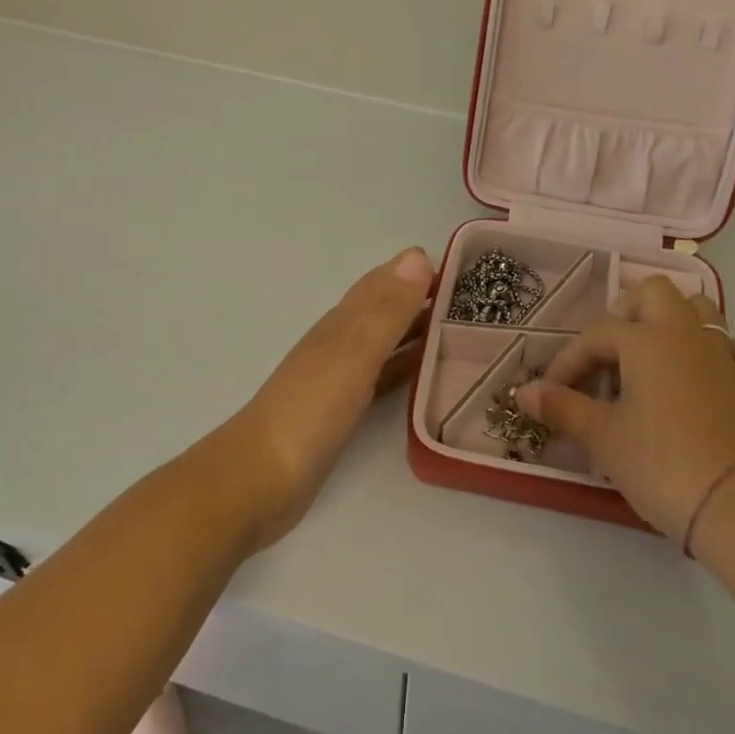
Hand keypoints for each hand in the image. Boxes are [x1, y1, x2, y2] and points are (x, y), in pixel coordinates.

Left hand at [227, 247, 433, 549]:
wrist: (261, 478)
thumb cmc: (310, 411)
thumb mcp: (354, 354)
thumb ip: (386, 311)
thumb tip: (417, 255)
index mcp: (342, 323)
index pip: (382, 284)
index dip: (416, 270)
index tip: (462, 263)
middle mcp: (341, 343)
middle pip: (385, 311)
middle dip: (421, 298)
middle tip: (473, 298)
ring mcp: (340, 378)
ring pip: (386, 342)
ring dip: (416, 331)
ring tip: (461, 329)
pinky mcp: (344, 410)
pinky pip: (384, 376)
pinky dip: (406, 366)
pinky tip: (427, 372)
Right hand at [518, 276, 734, 544]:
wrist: (733, 505)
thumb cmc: (658, 463)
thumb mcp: (601, 436)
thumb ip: (561, 407)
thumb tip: (522, 391)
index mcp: (647, 339)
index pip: (596, 335)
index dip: (568, 361)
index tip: (550, 392)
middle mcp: (686, 335)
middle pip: (654, 293)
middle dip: (624, 313)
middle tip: (604, 353)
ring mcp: (723, 357)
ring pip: (701, 310)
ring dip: (672, 321)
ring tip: (648, 355)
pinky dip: (724, 352)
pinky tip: (707, 372)